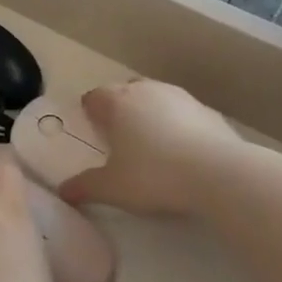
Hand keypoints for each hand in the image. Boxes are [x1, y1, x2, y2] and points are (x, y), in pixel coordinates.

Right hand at [60, 80, 241, 218]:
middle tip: (120, 138)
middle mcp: (145, 90)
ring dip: (150, 113)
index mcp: (117, 102)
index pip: (94, 97)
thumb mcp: (113, 188)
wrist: (218, 172)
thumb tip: (63, 191)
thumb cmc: (154, 175)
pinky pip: (182, 112)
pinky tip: (183, 150)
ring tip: (153, 144)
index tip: (93, 130)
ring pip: (155, 97)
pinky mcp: (206, 109)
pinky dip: (177, 124)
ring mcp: (179, 96)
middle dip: (120, 109)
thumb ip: (85, 187)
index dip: (91, 112)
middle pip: (124, 91)